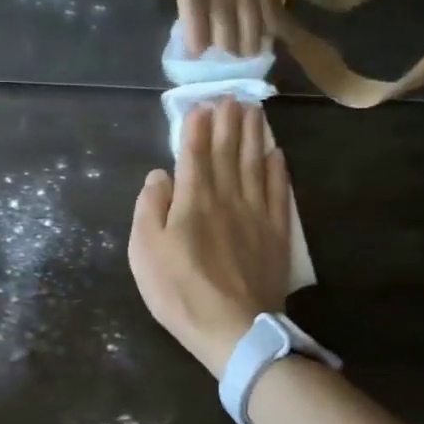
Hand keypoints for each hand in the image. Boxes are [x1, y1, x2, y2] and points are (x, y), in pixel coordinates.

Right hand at [129, 99, 290, 377]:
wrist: (233, 329)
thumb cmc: (179, 292)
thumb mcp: (145, 252)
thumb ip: (150, 208)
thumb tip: (159, 174)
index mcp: (193, 200)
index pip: (195, 154)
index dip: (198, 128)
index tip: (202, 104)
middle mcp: (227, 198)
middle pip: (229, 152)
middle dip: (229, 122)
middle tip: (233, 95)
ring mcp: (256, 214)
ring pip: (255, 165)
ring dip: (254, 136)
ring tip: (254, 111)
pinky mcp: (275, 234)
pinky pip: (279, 193)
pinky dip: (278, 171)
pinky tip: (278, 155)